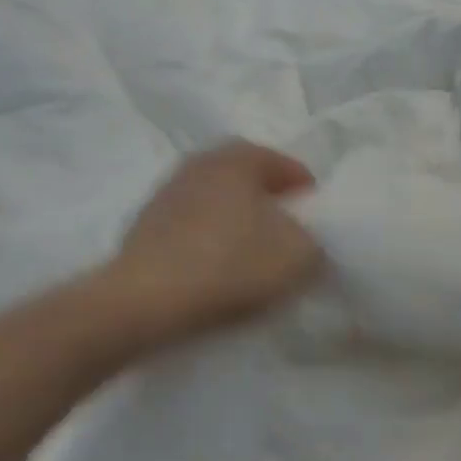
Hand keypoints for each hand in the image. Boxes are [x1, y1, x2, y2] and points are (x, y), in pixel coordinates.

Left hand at [114, 140, 324, 340]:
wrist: (143, 303)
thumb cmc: (230, 265)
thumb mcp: (299, 256)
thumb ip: (315, 240)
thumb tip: (305, 241)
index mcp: (237, 157)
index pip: (284, 163)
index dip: (306, 191)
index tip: (318, 220)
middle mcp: (199, 163)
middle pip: (246, 178)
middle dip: (269, 202)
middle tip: (287, 232)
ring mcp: (166, 194)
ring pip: (217, 201)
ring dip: (236, 221)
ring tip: (252, 255)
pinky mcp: (143, 227)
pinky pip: (191, 227)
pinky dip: (209, 242)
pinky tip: (218, 270)